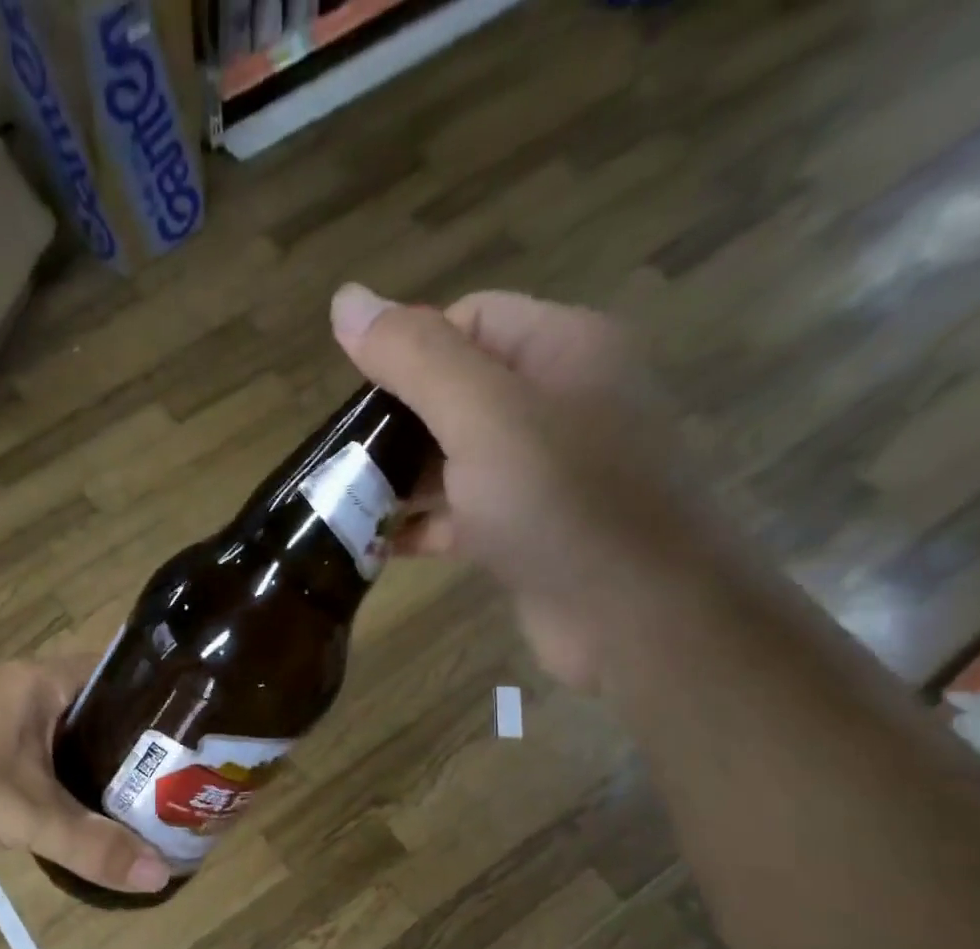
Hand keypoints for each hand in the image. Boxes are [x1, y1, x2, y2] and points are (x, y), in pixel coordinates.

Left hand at [0, 659, 169, 892]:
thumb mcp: (18, 811)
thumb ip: (88, 843)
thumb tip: (161, 874)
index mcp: (43, 682)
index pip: (124, 672)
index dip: (165, 697)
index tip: (205, 733)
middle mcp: (26, 695)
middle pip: (103, 714)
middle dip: (142, 749)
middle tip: (190, 785)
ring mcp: (0, 727)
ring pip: (71, 746)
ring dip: (104, 774)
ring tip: (157, 807)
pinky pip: (42, 769)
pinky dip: (68, 791)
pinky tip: (92, 823)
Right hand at [331, 283, 736, 691]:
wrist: (640, 618)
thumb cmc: (564, 503)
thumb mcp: (484, 416)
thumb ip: (414, 358)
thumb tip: (345, 298)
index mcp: (562, 350)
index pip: (469, 319)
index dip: (408, 351)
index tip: (357, 403)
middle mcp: (559, 403)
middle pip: (457, 392)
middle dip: (394, 424)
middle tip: (339, 461)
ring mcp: (546, 474)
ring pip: (456, 460)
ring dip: (400, 481)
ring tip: (341, 505)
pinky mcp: (531, 534)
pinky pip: (464, 515)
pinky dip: (422, 526)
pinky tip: (376, 546)